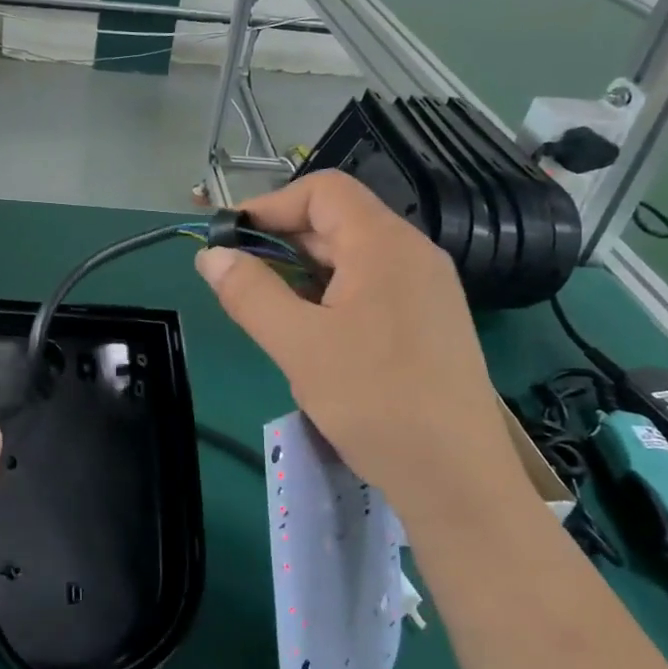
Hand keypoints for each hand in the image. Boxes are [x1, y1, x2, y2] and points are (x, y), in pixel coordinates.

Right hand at [195, 171, 526, 523]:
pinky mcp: (429, 323)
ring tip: (271, 312)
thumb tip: (211, 256)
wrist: (456, 478)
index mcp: (384, 245)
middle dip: (281, 242)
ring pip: (352, 258)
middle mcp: (412, 255)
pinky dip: (330, 296)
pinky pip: (370, 288)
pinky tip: (313, 337)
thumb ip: (249, 292)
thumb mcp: (298, 344)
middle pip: (337, 221)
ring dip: (303, 272)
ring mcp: (426, 289)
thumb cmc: (374, 401)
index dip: (270, 205)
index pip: (323, 190)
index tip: (230, 240)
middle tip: (239, 281)